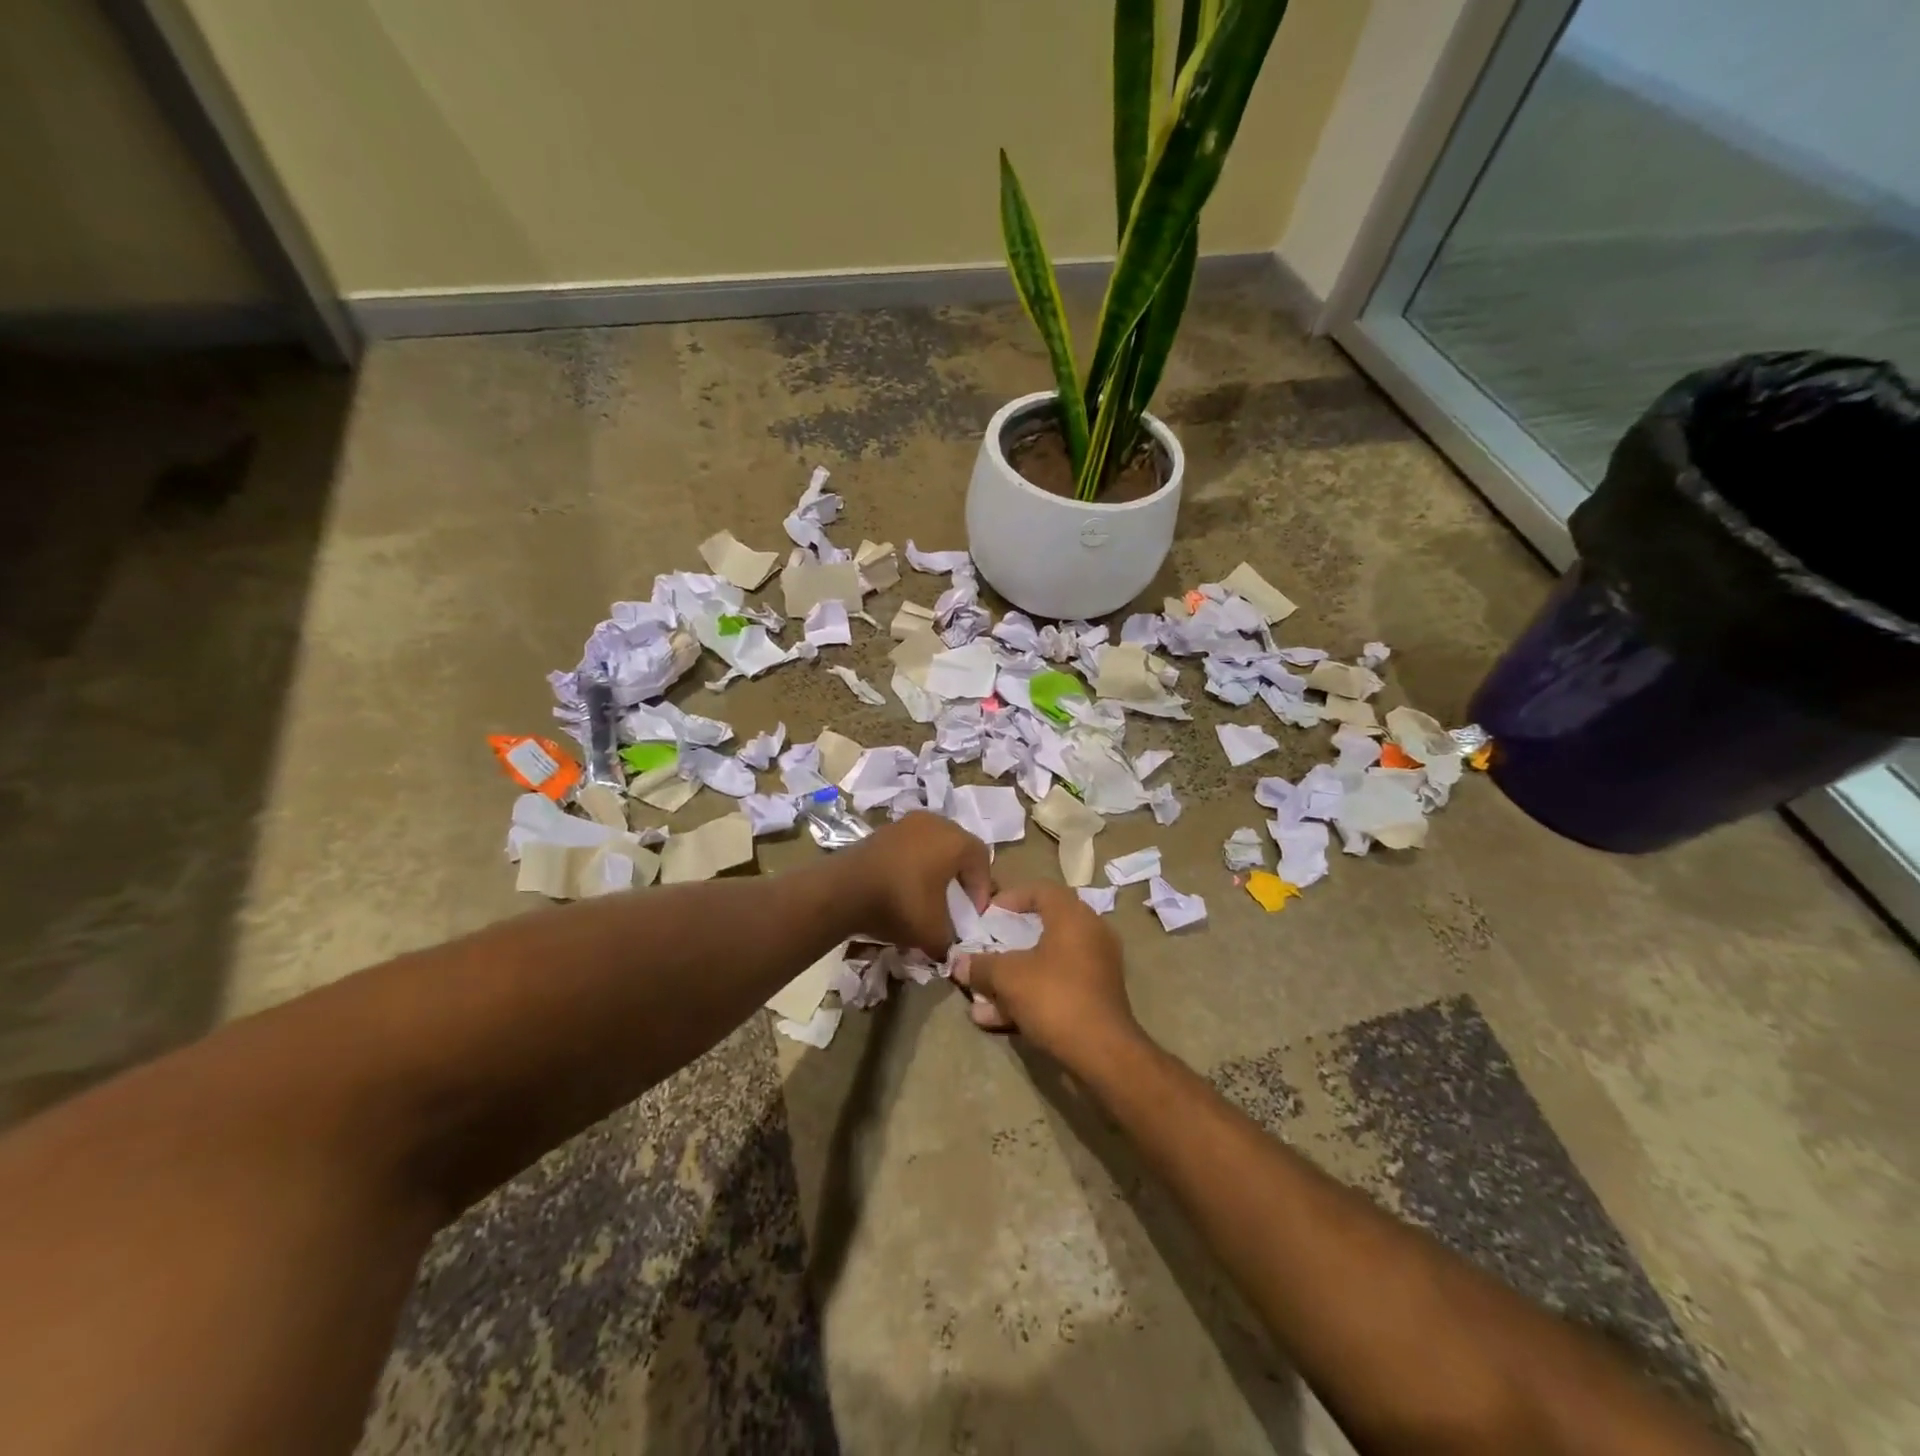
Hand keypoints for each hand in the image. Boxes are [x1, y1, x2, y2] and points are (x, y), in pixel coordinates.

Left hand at [841, 812, 992, 958]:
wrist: (843, 890)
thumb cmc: (900, 903)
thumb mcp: (933, 933)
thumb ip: (950, 939)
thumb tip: (948, 946)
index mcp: (955, 840)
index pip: (982, 860)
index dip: (982, 889)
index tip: (973, 914)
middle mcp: (935, 822)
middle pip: (958, 848)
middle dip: (960, 876)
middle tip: (955, 903)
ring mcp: (906, 823)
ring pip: (932, 845)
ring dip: (935, 868)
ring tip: (928, 896)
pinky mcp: (882, 830)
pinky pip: (909, 847)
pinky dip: (912, 864)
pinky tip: (903, 887)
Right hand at [952, 881, 1140, 1072]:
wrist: (1103, 1053)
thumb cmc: (1054, 998)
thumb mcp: (1008, 977)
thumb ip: (980, 965)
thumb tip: (957, 962)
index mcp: (1073, 916)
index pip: (1040, 889)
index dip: (1010, 898)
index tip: (987, 916)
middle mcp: (1090, 934)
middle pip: (1042, 927)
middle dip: (1007, 943)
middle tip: (984, 950)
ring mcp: (1096, 967)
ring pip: (1046, 962)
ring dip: (1012, 976)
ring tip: (980, 996)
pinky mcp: (1095, 997)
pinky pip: (1056, 985)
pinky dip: (1029, 995)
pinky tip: (995, 1017)